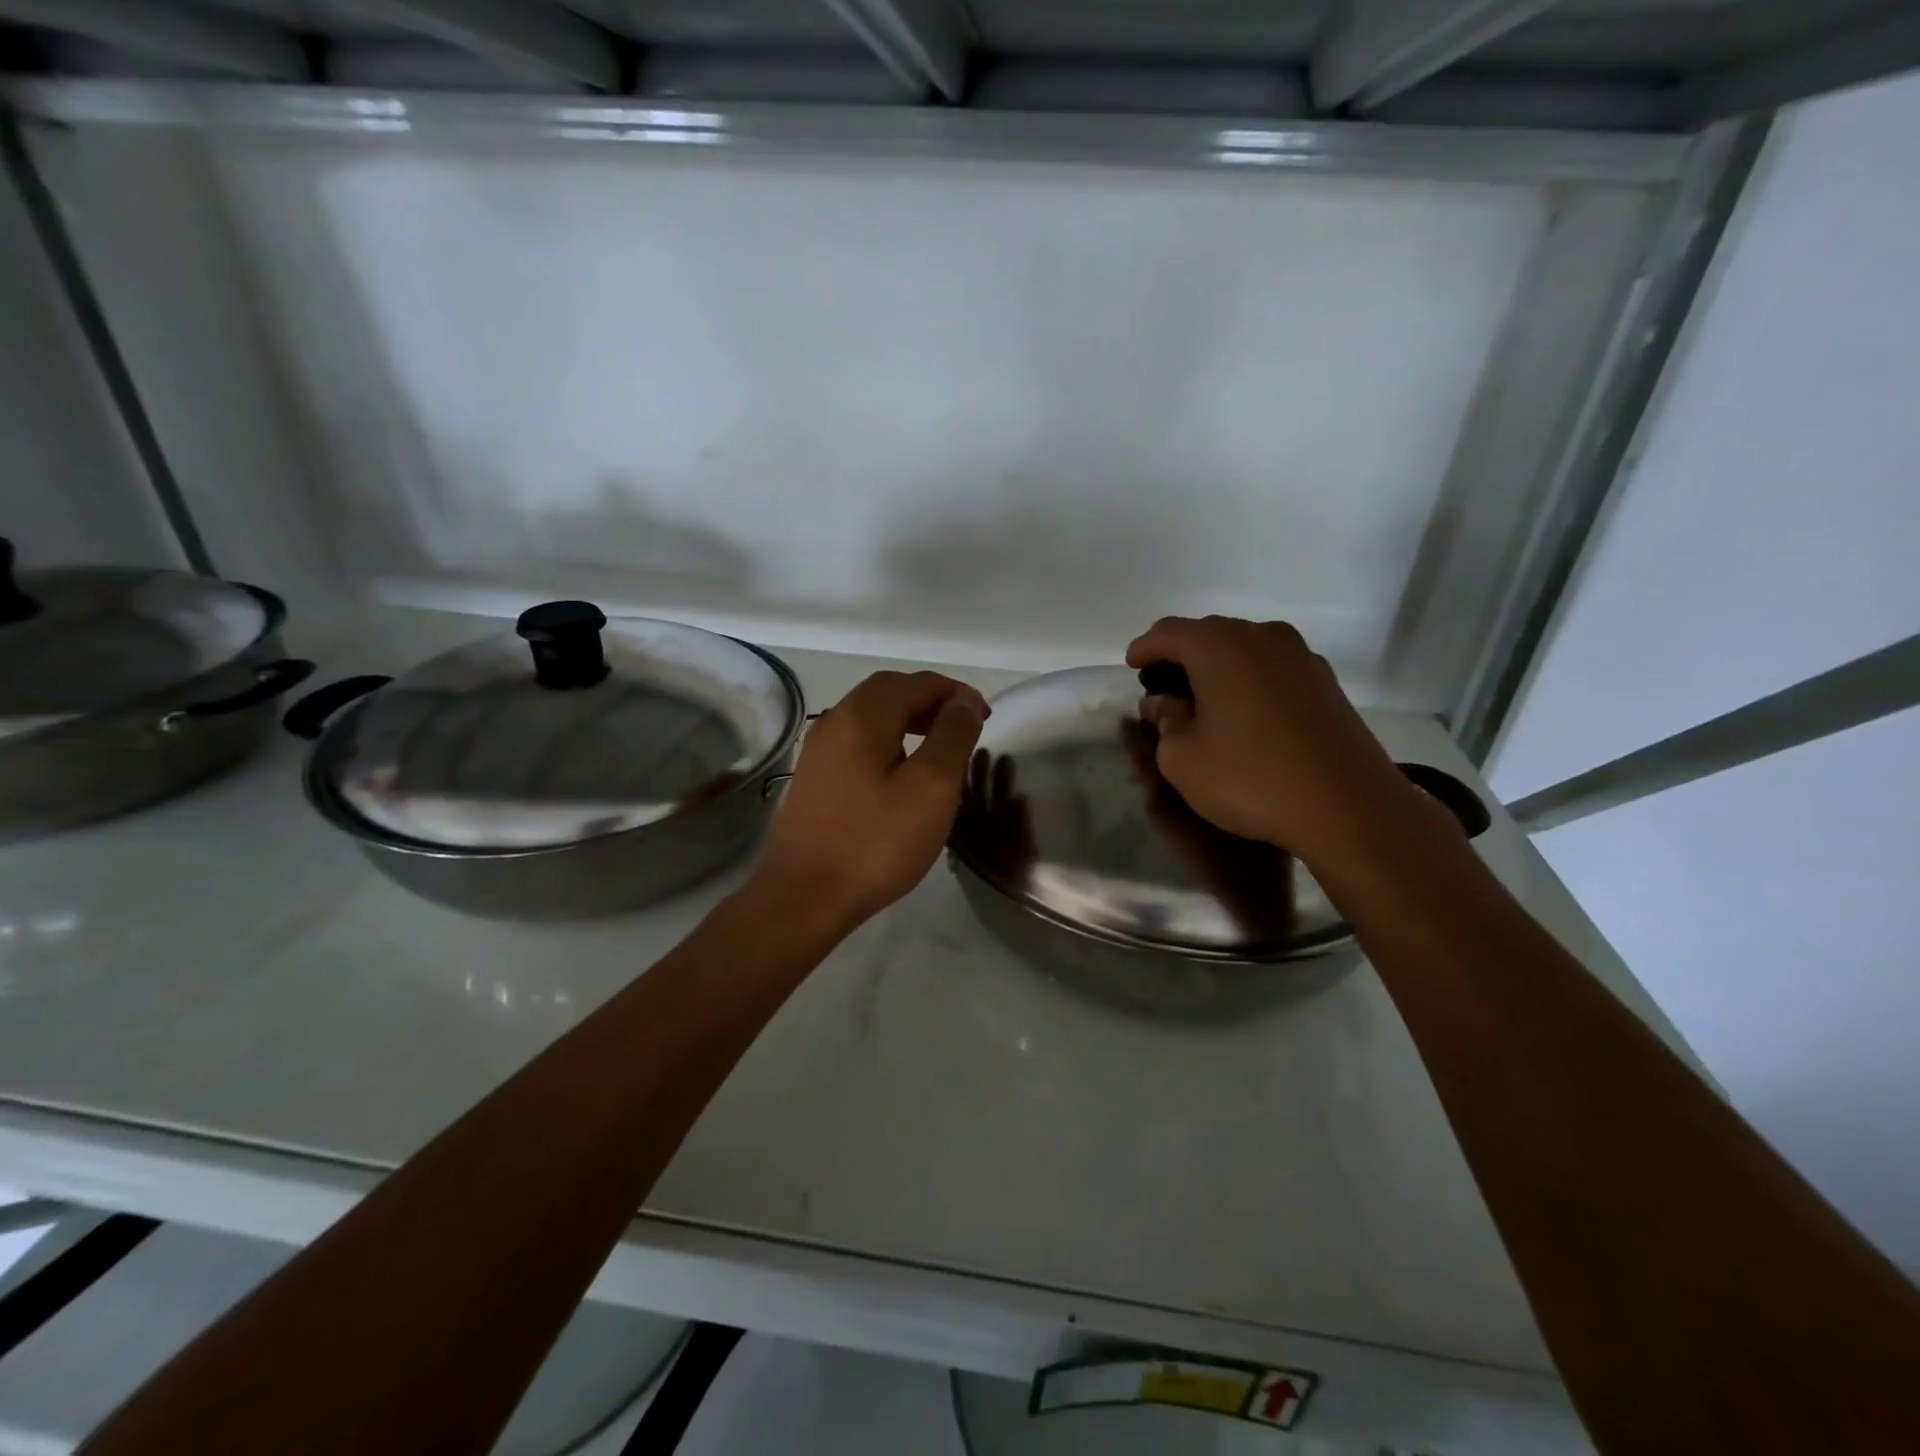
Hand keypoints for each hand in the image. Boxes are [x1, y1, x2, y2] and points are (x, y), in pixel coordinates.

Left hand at [756, 670, 988, 931]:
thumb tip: (965, 701)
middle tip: (964, 726)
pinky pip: (858, 743)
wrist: (804, 898)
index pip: (915, 682)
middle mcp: (834, 722)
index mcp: (862, 716)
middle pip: (889, 693)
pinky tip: (903, 773)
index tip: (985, 716)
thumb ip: (952, 736)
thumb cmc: (875, 842)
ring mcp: (819, 752)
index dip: (955, 692)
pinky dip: (889, 742)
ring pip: (871, 718)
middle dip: (930, 701)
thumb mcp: (931, 788)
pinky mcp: (815, 779)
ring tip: (940, 747)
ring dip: (909, 720)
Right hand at [1125, 616, 1436, 869]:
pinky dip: (1249, 678)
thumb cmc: (1250, 778)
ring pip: (1245, 647)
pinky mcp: (1326, 683)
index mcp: (1220, 647)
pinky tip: (1244, 710)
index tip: (1132, 666)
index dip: (1144, 647)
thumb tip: (1162, 703)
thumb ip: (1165, 721)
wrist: (1348, 807)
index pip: (1169, 632)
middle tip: (1164, 683)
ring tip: (1203, 696)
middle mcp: (1262, 638)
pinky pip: (1273, 667)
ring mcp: (1301, 657)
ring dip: (1218, 665)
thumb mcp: (1183, 759)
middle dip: (1181, 654)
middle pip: (1209, 633)